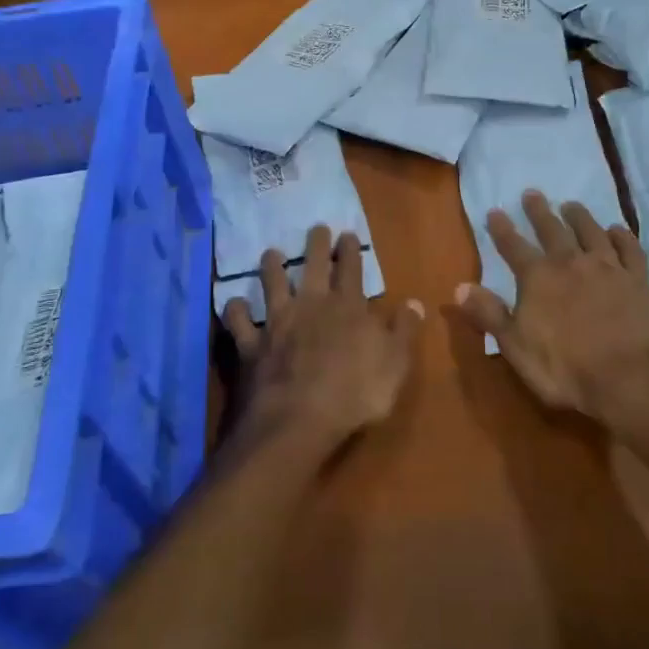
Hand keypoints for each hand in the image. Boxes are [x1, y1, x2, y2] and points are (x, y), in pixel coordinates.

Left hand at [223, 226, 421, 454]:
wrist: (299, 420)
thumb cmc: (355, 392)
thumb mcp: (394, 363)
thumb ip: (403, 330)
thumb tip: (413, 302)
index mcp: (347, 307)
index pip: (351, 269)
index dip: (350, 250)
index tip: (347, 233)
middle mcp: (311, 304)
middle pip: (313, 266)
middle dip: (316, 244)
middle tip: (316, 228)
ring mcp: (277, 322)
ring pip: (272, 284)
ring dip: (272, 267)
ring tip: (271, 253)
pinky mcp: (252, 344)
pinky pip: (240, 322)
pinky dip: (236, 311)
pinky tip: (234, 303)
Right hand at [455, 191, 648, 437]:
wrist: (630, 379)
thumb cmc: (566, 369)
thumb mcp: (516, 347)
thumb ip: (489, 314)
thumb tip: (459, 287)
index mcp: (538, 278)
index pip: (513, 246)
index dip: (501, 228)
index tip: (494, 211)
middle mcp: (570, 263)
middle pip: (552, 230)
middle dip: (539, 211)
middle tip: (532, 193)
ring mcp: (607, 268)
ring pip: (590, 231)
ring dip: (579, 216)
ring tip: (571, 204)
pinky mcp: (637, 279)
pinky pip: (629, 249)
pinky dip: (622, 236)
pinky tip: (617, 229)